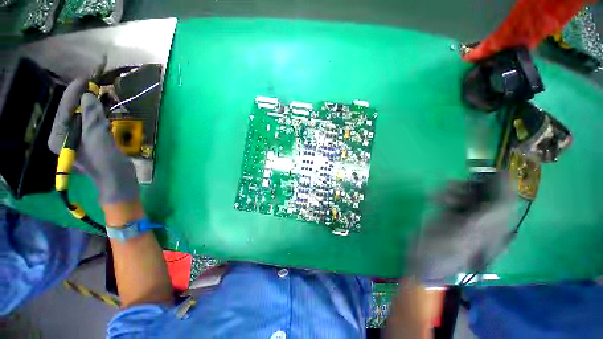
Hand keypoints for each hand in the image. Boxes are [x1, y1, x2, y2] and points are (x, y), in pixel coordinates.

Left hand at [48, 78, 138, 203]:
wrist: (118, 180)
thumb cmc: (105, 162)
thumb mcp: (97, 139)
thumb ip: (91, 117)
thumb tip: (88, 95)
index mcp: (60, 137)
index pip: (65, 109)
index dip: (74, 93)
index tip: (85, 79)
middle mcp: (65, 136)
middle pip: (72, 111)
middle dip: (83, 98)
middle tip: (94, 85)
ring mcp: (79, 139)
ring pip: (83, 116)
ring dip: (92, 105)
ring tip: (101, 93)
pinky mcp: (91, 140)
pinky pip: (93, 122)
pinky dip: (99, 114)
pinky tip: (105, 108)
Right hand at [408, 172, 516, 284]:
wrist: (421, 262)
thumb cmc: (440, 255)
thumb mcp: (462, 240)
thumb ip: (483, 222)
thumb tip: (501, 201)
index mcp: (492, 231)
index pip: (505, 204)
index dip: (504, 187)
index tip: (495, 170)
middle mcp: (483, 223)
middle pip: (487, 197)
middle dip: (473, 186)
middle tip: (458, 182)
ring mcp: (466, 218)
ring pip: (468, 195)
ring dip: (456, 190)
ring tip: (441, 192)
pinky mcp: (451, 215)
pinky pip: (453, 198)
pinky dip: (444, 194)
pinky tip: (435, 197)